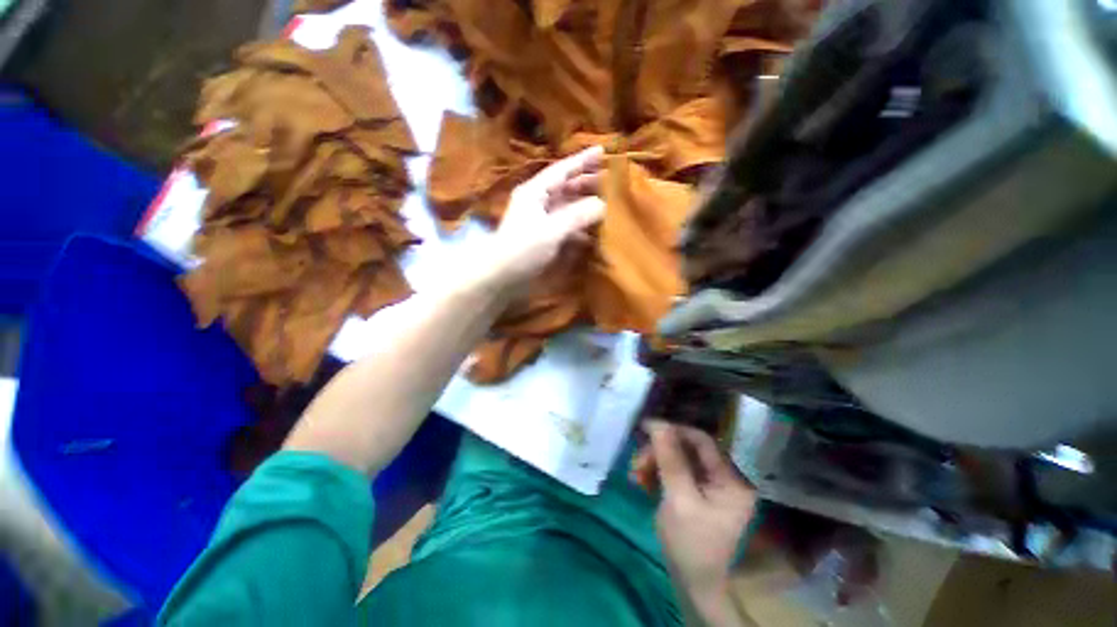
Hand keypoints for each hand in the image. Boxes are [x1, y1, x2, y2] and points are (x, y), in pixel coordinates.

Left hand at [478, 146, 605, 291]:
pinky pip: (568, 227)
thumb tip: (602, 204)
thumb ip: (577, 215)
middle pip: (567, 188)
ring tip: (610, 205)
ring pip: (569, 208)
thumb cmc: (522, 249)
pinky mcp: (546, 239)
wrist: (502, 277)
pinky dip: (582, 228)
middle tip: (612, 180)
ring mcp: (543, 221)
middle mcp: (539, 203)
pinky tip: (596, 232)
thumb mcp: (551, 230)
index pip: (562, 170)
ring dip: (588, 206)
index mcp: (536, 192)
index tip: (603, 151)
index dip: (582, 160)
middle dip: (588, 183)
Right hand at [634, 421, 756, 624]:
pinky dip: (657, 475)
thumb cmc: (690, 545)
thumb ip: (670, 459)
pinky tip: (641, 482)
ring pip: (678, 461)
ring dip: (654, 463)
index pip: (701, 440)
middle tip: (637, 463)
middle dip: (659, 453)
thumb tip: (658, 423)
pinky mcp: (697, 494)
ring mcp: (711, 487)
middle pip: (687, 450)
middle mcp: (724, 478)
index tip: (645, 428)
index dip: (673, 430)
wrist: (693, 586)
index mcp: (730, 480)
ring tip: (635, 475)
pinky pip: (675, 474)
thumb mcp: (679, 500)